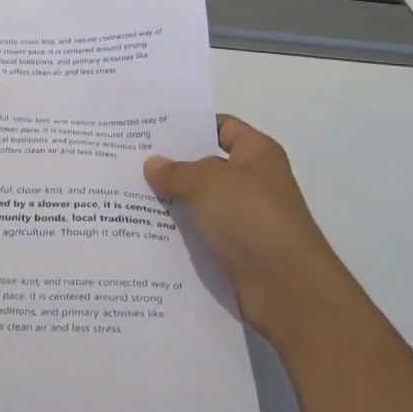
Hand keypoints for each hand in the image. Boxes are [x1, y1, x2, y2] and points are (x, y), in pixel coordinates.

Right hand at [144, 116, 344, 341]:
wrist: (286, 287)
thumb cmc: (252, 217)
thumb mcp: (208, 182)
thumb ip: (177, 171)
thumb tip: (153, 164)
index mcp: (256, 153)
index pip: (221, 126)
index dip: (189, 125)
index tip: (151, 129)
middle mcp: (252, 182)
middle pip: (205, 165)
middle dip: (170, 164)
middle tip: (129, 159)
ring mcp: (243, 218)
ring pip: (198, 202)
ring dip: (169, 201)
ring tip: (126, 193)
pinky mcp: (233, 250)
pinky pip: (199, 233)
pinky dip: (176, 231)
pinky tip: (142, 228)